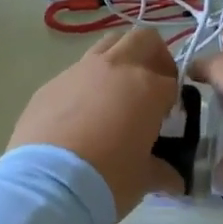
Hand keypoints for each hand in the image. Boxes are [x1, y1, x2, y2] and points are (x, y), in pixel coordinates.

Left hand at [9, 28, 184, 219]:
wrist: (47, 183)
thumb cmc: (108, 178)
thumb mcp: (144, 179)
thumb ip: (162, 171)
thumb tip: (174, 180)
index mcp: (147, 87)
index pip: (171, 82)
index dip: (173, 100)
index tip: (167, 120)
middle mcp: (115, 68)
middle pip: (143, 40)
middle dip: (153, 57)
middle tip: (151, 85)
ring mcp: (80, 71)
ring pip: (108, 44)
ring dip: (119, 60)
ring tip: (115, 94)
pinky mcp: (51, 83)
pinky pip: (76, 72)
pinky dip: (86, 83)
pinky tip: (80, 115)